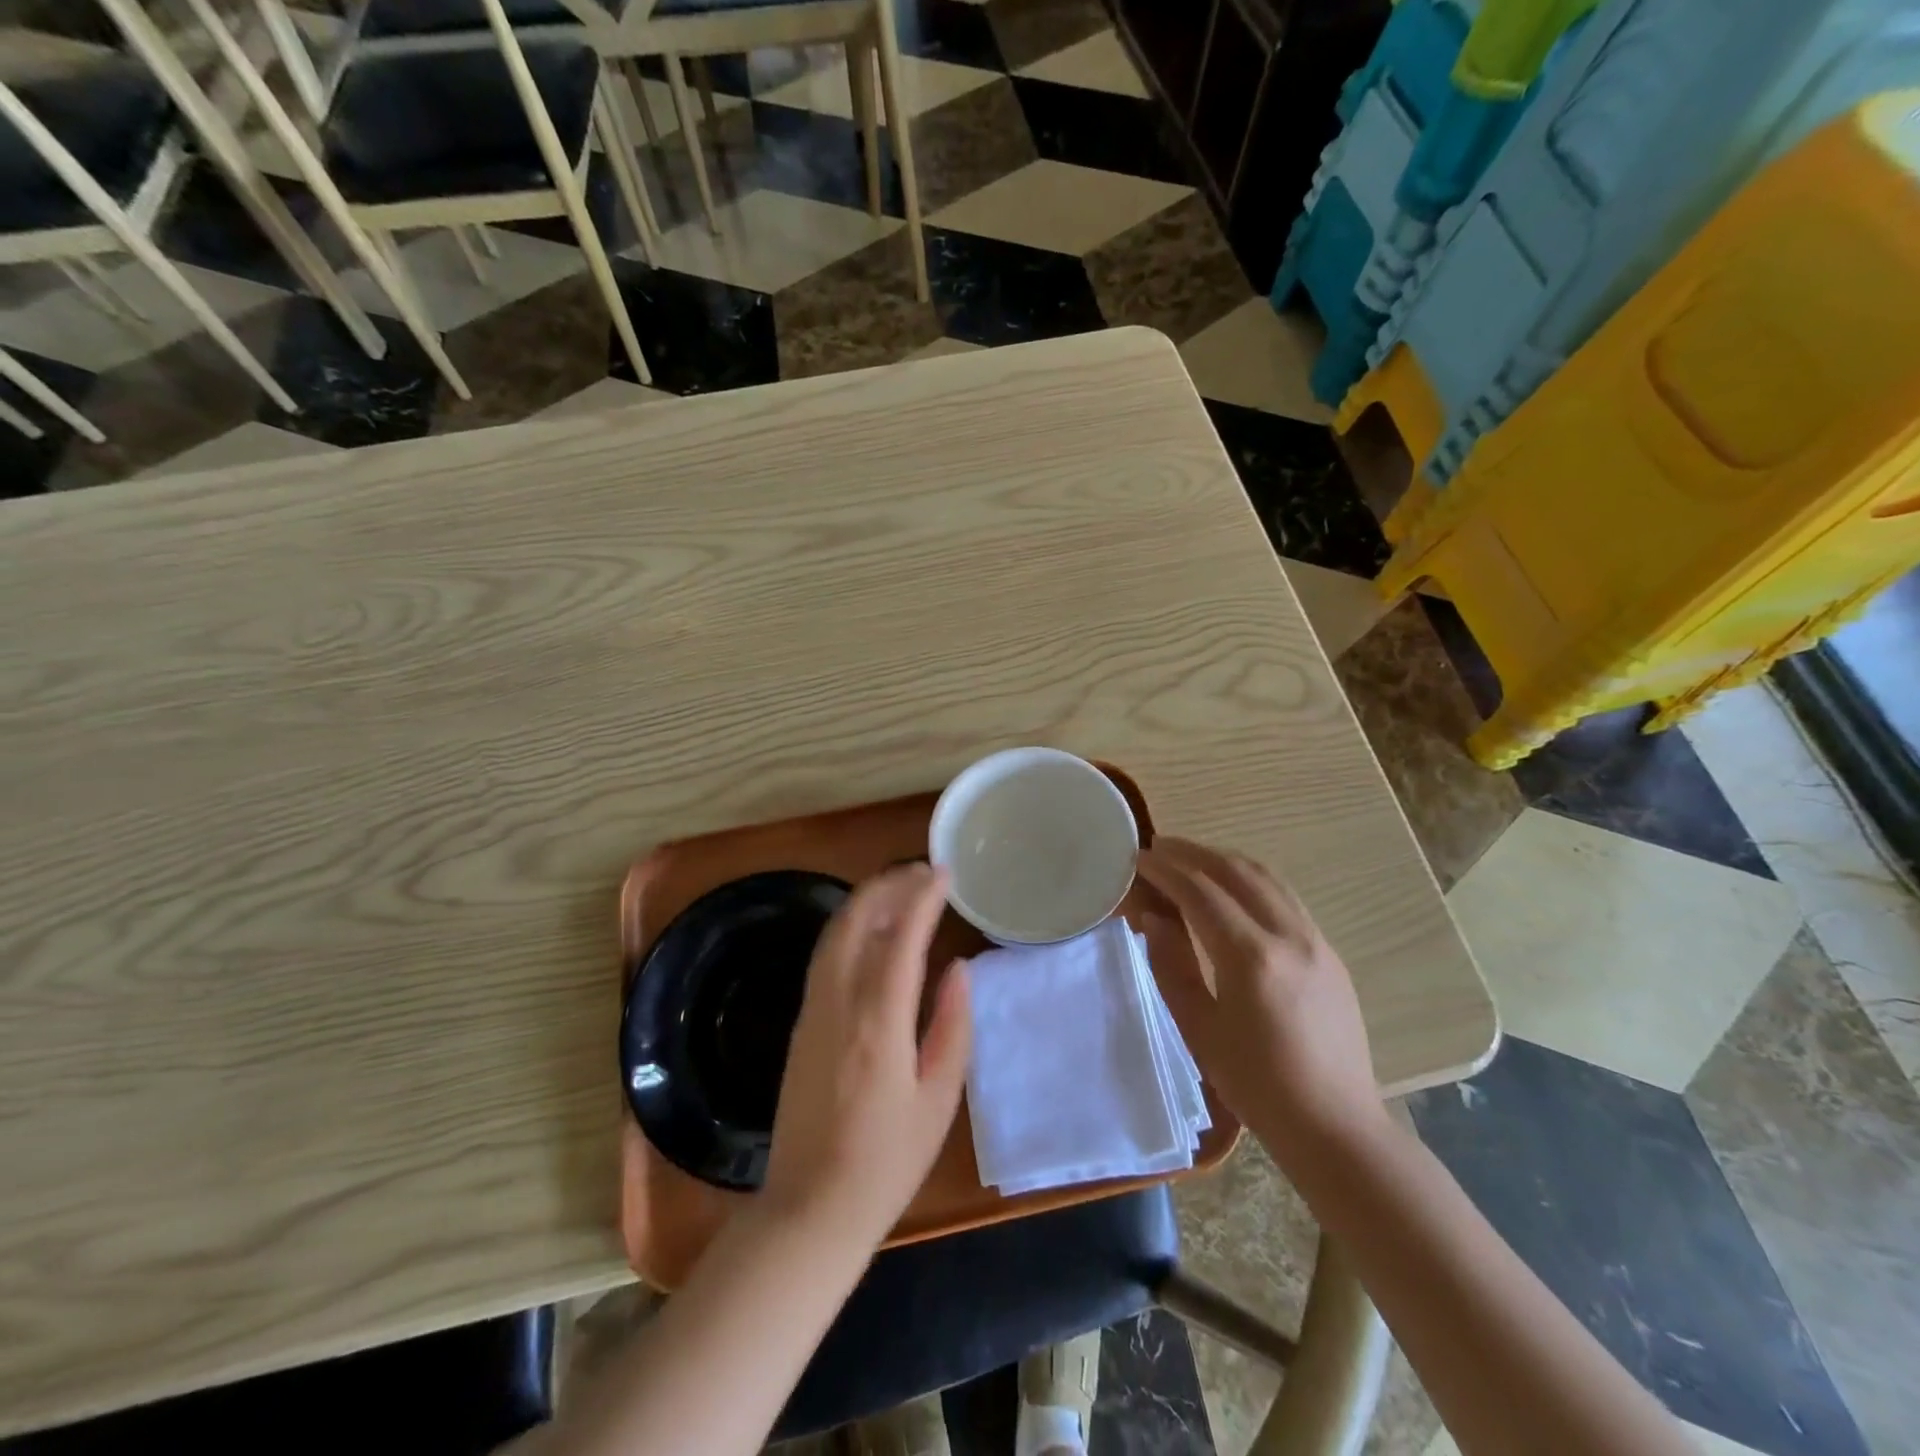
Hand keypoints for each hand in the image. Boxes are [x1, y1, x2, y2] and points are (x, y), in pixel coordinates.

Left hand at [761, 864, 970, 1248]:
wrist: (809, 1210)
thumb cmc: (885, 1163)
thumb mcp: (938, 1101)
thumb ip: (952, 1027)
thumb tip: (958, 968)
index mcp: (878, 1024)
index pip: (900, 938)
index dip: (922, 898)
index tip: (944, 874)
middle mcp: (838, 1005)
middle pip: (856, 921)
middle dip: (888, 885)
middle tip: (923, 871)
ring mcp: (812, 1011)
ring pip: (834, 933)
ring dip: (866, 901)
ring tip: (901, 888)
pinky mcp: (800, 1023)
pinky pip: (824, 956)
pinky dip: (849, 926)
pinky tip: (870, 929)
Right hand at [1136, 838, 1383, 1156]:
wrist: (1335, 1124)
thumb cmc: (1256, 1085)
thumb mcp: (1199, 1029)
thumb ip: (1172, 965)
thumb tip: (1154, 917)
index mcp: (1251, 958)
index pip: (1200, 893)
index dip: (1165, 870)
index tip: (1139, 858)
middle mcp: (1288, 935)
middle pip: (1234, 871)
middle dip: (1192, 853)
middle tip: (1159, 848)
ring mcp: (1315, 939)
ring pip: (1265, 877)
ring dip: (1223, 860)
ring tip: (1191, 858)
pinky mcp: (1328, 950)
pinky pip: (1284, 896)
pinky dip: (1250, 879)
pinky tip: (1231, 888)